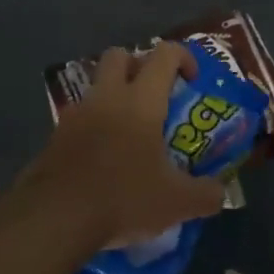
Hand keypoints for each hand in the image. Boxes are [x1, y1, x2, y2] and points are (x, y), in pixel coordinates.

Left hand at [0, 41, 225, 255]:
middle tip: (153, 95)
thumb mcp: (176, 203)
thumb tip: (220, 194)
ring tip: (129, 133)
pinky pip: (79, 119)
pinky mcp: (55, 137)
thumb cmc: (122, 197)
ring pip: (96, 86)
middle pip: (120, 55)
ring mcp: (76, 115)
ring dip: (113, 97)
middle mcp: (107, 97)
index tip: (192, 81)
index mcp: (141, 100)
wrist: (54, 218)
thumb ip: (205, 194)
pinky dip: (94, 128)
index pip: (164, 54)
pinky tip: (104, 160)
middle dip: (138, 65)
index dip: (183, 57)